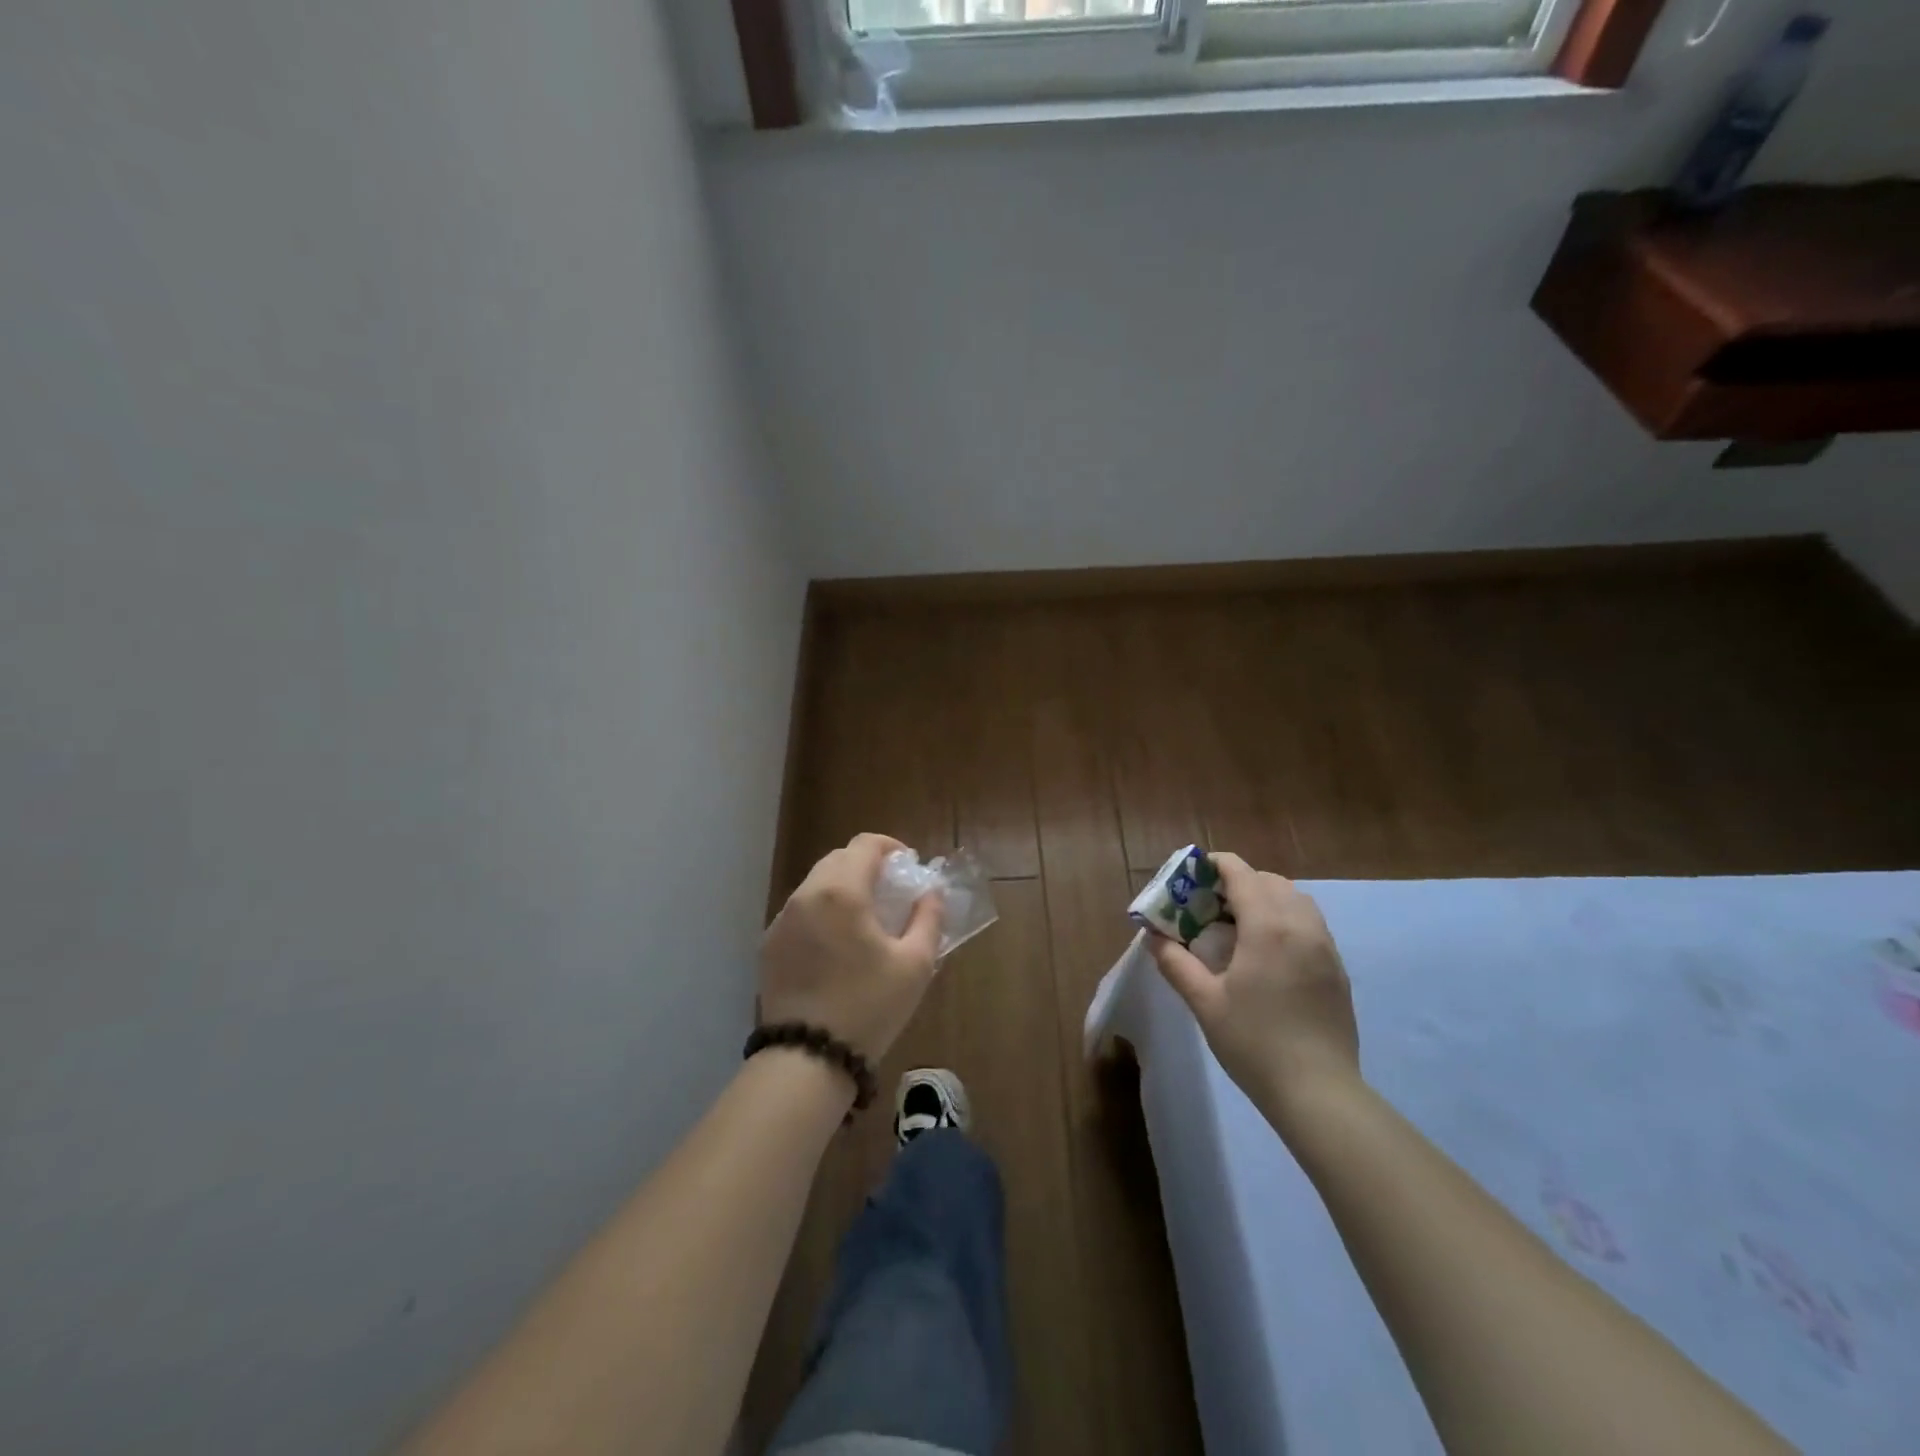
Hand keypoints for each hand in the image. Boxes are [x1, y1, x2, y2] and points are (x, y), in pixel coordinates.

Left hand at [759, 833, 943, 1062]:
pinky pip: (800, 912)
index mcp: (841, 892)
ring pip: (816, 884)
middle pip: (838, 859)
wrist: (807, 1058)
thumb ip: (928, 918)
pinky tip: (836, 946)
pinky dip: (822, 912)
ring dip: (843, 888)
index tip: (909, 867)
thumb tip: (931, 892)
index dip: (891, 847)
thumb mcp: (915, 964)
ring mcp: (781, 920)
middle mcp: (805, 895)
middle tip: (891, 893)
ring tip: (865, 919)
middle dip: (867, 866)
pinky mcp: (768, 945)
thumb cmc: (869, 1007)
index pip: (865, 844)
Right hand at [1147, 853, 1359, 1133]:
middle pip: (1270, 880)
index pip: (1241, 873)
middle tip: (1211, 905)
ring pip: (1295, 899)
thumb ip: (1175, 962)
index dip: (1215, 865)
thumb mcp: (1204, 1002)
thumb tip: (1153, 936)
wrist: (1318, 1092)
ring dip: (1266, 897)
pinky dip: (1286, 919)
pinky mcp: (1337, 968)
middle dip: (1238, 882)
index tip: (1193, 875)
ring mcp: (1325, 946)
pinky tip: (1267, 951)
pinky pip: (1310, 923)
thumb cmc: (1254, 1042)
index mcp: (1267, 927)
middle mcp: (1300, 925)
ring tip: (1240, 925)